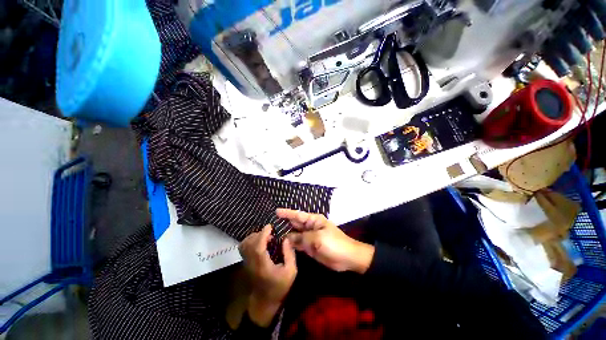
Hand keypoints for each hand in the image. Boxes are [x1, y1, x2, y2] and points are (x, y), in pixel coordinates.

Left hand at [239, 225, 296, 326]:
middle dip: (259, 233)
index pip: (258, 246)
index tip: (270, 226)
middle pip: (249, 243)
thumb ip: (289, 254)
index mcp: (263, 265)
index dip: (263, 234)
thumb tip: (286, 239)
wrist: (264, 302)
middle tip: (270, 233)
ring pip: (244, 245)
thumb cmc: (279, 287)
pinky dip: (250, 241)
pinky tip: (260, 242)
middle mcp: (252, 263)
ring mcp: (247, 263)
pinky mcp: (246, 263)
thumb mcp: (291, 271)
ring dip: (254, 236)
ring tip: (265, 237)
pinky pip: (244, 248)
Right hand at [278, 209, 373, 273]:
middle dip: (284, 224)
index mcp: (313, 220)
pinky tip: (282, 246)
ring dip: (287, 236)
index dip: (287, 213)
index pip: (297, 215)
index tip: (276, 212)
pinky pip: (298, 244)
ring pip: (295, 235)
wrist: (347, 258)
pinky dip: (292, 245)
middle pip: (295, 224)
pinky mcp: (310, 247)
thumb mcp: (317, 239)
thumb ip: (301, 238)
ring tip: (273, 236)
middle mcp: (310, 227)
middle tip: (270, 226)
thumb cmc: (334, 244)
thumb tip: (287, 237)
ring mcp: (310, 237)